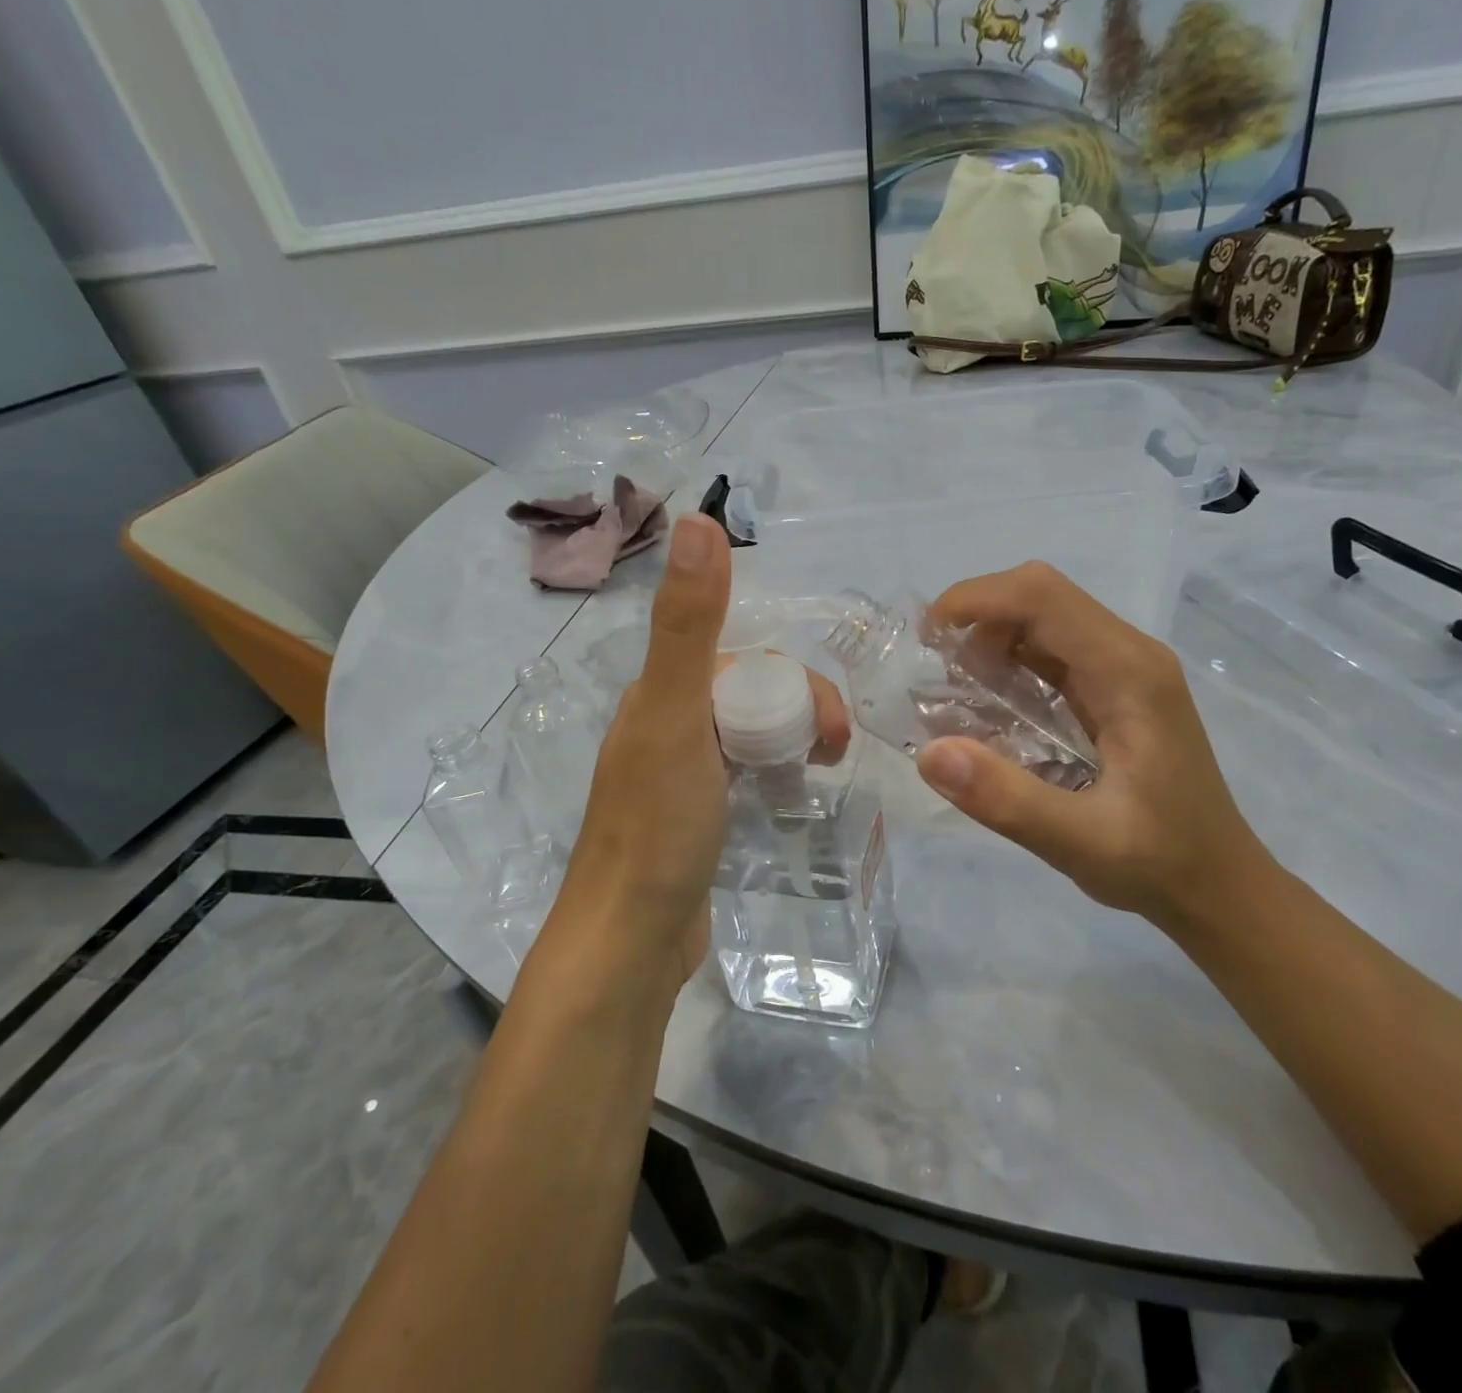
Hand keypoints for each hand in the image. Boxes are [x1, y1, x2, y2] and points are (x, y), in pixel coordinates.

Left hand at [540, 515, 845, 1001]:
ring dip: (792, 739)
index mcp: (661, 695)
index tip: (827, 729)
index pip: (745, 661)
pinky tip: (790, 796)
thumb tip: (697, 519)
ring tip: (820, 773)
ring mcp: (681, 775)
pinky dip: (774, 772)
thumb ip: (688, 622)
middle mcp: (666, 725)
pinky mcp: (696, 816)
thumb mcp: (676, 715)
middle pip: (753, 694)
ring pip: (751, 732)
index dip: (795, 683)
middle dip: (801, 711)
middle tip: (831, 755)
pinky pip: (745, 772)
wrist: (630, 941)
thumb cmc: (658, 827)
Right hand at [913, 561, 1269, 927]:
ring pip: (1044, 619)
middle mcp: (1131, 654)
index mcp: (1130, 673)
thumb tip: (929, 753)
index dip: (977, 600)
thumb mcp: (1080, 844)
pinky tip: (992, 709)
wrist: (1219, 885)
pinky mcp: (1116, 688)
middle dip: (977, 619)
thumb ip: (1007, 799)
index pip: (1043, 596)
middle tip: (937, 675)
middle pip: (1041, 596)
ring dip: (990, 641)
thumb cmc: (1159, 864)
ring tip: (957, 695)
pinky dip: (1009, 664)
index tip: (926, 641)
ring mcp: (1126, 668)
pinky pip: (1053, 651)